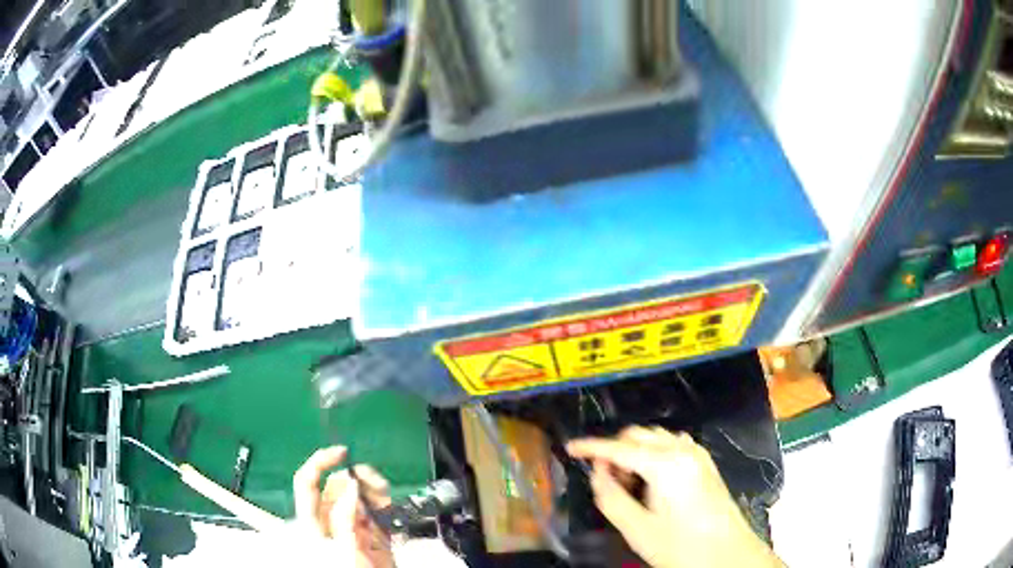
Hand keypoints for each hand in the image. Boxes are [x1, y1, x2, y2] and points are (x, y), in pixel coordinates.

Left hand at [292, 446, 394, 567]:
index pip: (306, 483)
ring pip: (358, 493)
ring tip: (381, 492)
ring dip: (371, 486)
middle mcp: (331, 520)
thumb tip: (350, 486)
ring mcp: (353, 525)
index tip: (342, 452)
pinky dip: (383, 498)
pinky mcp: (373, 530)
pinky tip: (386, 501)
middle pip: (336, 486)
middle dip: (354, 477)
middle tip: (371, 481)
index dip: (319, 463)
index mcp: (314, 524)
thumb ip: (344, 520)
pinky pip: (376, 506)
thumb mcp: (345, 551)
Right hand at [567, 427, 783, 567]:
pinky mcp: (704, 463)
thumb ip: (611, 498)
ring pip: (656, 437)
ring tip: (627, 483)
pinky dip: (653, 453)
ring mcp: (697, 454)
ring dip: (634, 451)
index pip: (619, 448)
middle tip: (605, 480)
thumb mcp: (638, 530)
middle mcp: (683, 450)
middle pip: (639, 434)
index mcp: (665, 464)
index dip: (591, 447)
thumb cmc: (681, 547)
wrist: (728, 555)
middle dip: (615, 450)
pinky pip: (671, 445)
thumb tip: (598, 474)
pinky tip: (649, 479)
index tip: (569, 448)